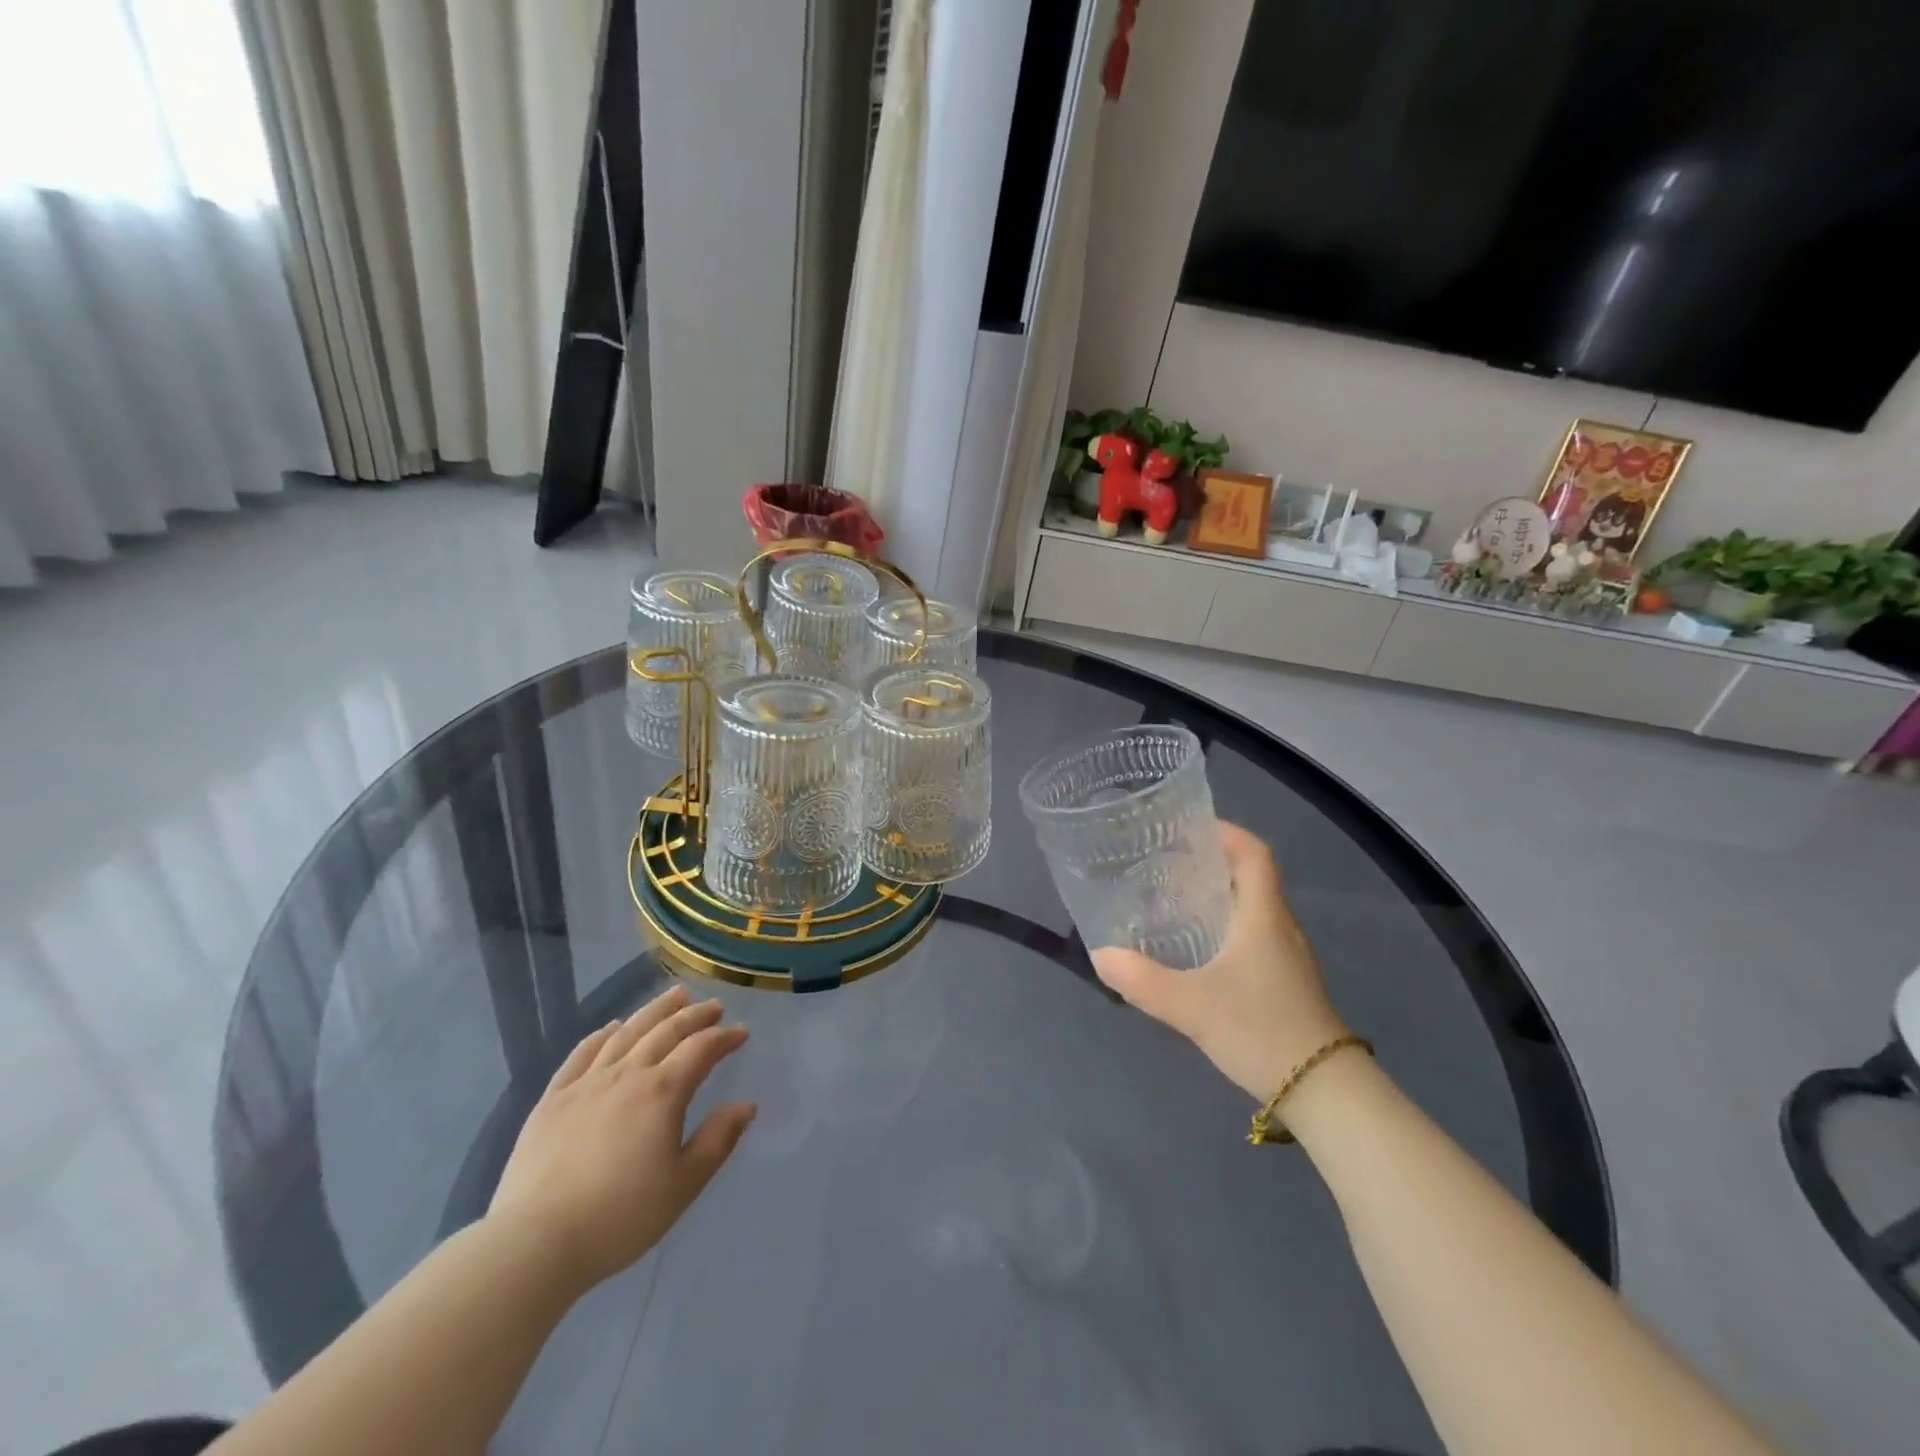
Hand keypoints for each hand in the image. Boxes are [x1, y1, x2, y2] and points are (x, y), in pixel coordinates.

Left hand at [488, 985, 755, 1295]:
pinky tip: (612, 1028)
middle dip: (695, 1015)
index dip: (725, 1037)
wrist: (536, 1242)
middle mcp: (628, 1074)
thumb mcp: (684, 1184)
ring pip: (627, 1033)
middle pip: (667, 1031)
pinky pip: (582, 1054)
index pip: (701, 1049)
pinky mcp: (553, 1099)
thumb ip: (718, 1139)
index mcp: (663, 1092)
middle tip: (714, 1006)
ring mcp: (586, 1083)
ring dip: (655, 1011)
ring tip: (674, 996)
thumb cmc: (621, 1216)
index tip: (741, 1032)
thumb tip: (746, 1105)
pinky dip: (602, 1035)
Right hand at [1093, 823, 1347, 1100]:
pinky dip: (1225, 926)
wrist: (1325, 1093)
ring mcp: (1287, 957)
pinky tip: (1198, 949)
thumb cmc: (1262, 1031)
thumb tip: (1100, 955)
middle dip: (1212, 862)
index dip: (1227, 832)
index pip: (1255, 854)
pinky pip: (1253, 935)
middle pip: (1252, 877)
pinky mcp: (1285, 982)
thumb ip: (1143, 980)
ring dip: (1219, 895)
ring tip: (1173, 899)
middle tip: (1167, 862)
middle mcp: (1280, 927)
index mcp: (1263, 916)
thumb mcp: (1192, 1006)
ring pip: (1252, 908)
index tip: (1190, 827)